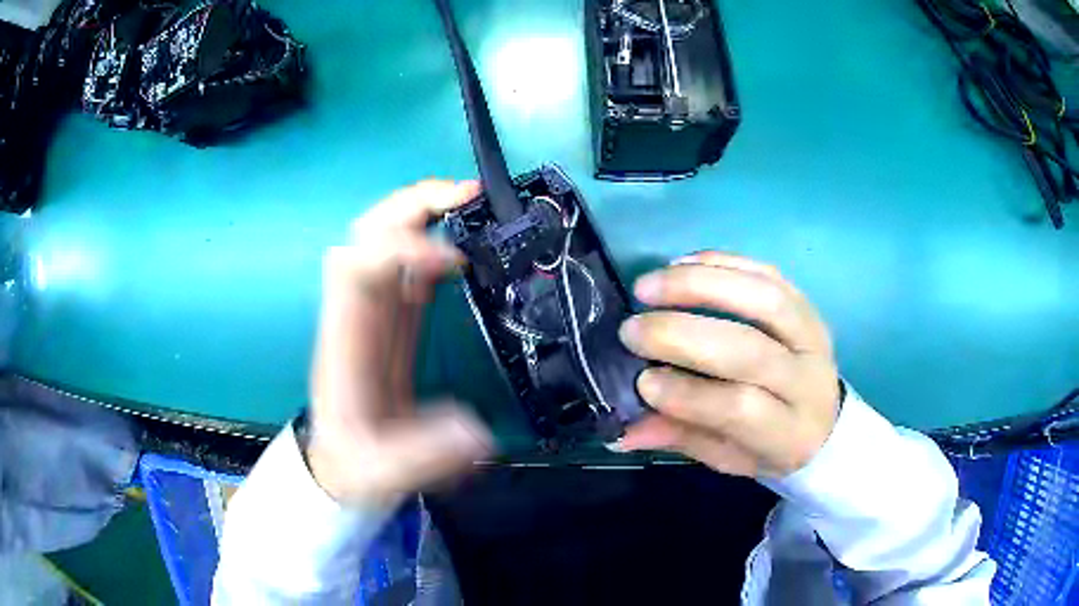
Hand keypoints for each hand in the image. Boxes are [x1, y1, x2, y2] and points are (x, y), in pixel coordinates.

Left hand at [306, 180, 492, 505]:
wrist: (340, 462)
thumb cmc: (353, 463)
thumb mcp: (382, 471)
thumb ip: (424, 454)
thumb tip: (475, 432)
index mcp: (346, 338)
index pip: (360, 267)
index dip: (404, 249)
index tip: (455, 261)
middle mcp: (356, 310)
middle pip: (368, 232)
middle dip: (413, 204)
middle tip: (467, 195)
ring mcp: (373, 309)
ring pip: (385, 237)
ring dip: (423, 210)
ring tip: (470, 203)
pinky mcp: (391, 317)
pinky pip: (405, 264)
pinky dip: (431, 241)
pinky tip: (462, 244)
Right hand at [617, 251, 839, 477]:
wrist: (826, 423)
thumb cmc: (770, 447)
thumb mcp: (728, 458)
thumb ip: (681, 438)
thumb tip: (621, 432)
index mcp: (788, 432)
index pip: (740, 407)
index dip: (687, 393)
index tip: (641, 379)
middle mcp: (807, 379)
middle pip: (748, 349)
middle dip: (682, 334)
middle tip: (632, 329)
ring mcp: (812, 334)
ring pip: (762, 298)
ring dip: (699, 286)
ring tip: (649, 286)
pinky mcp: (806, 303)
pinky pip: (767, 272)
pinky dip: (722, 262)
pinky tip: (680, 263)